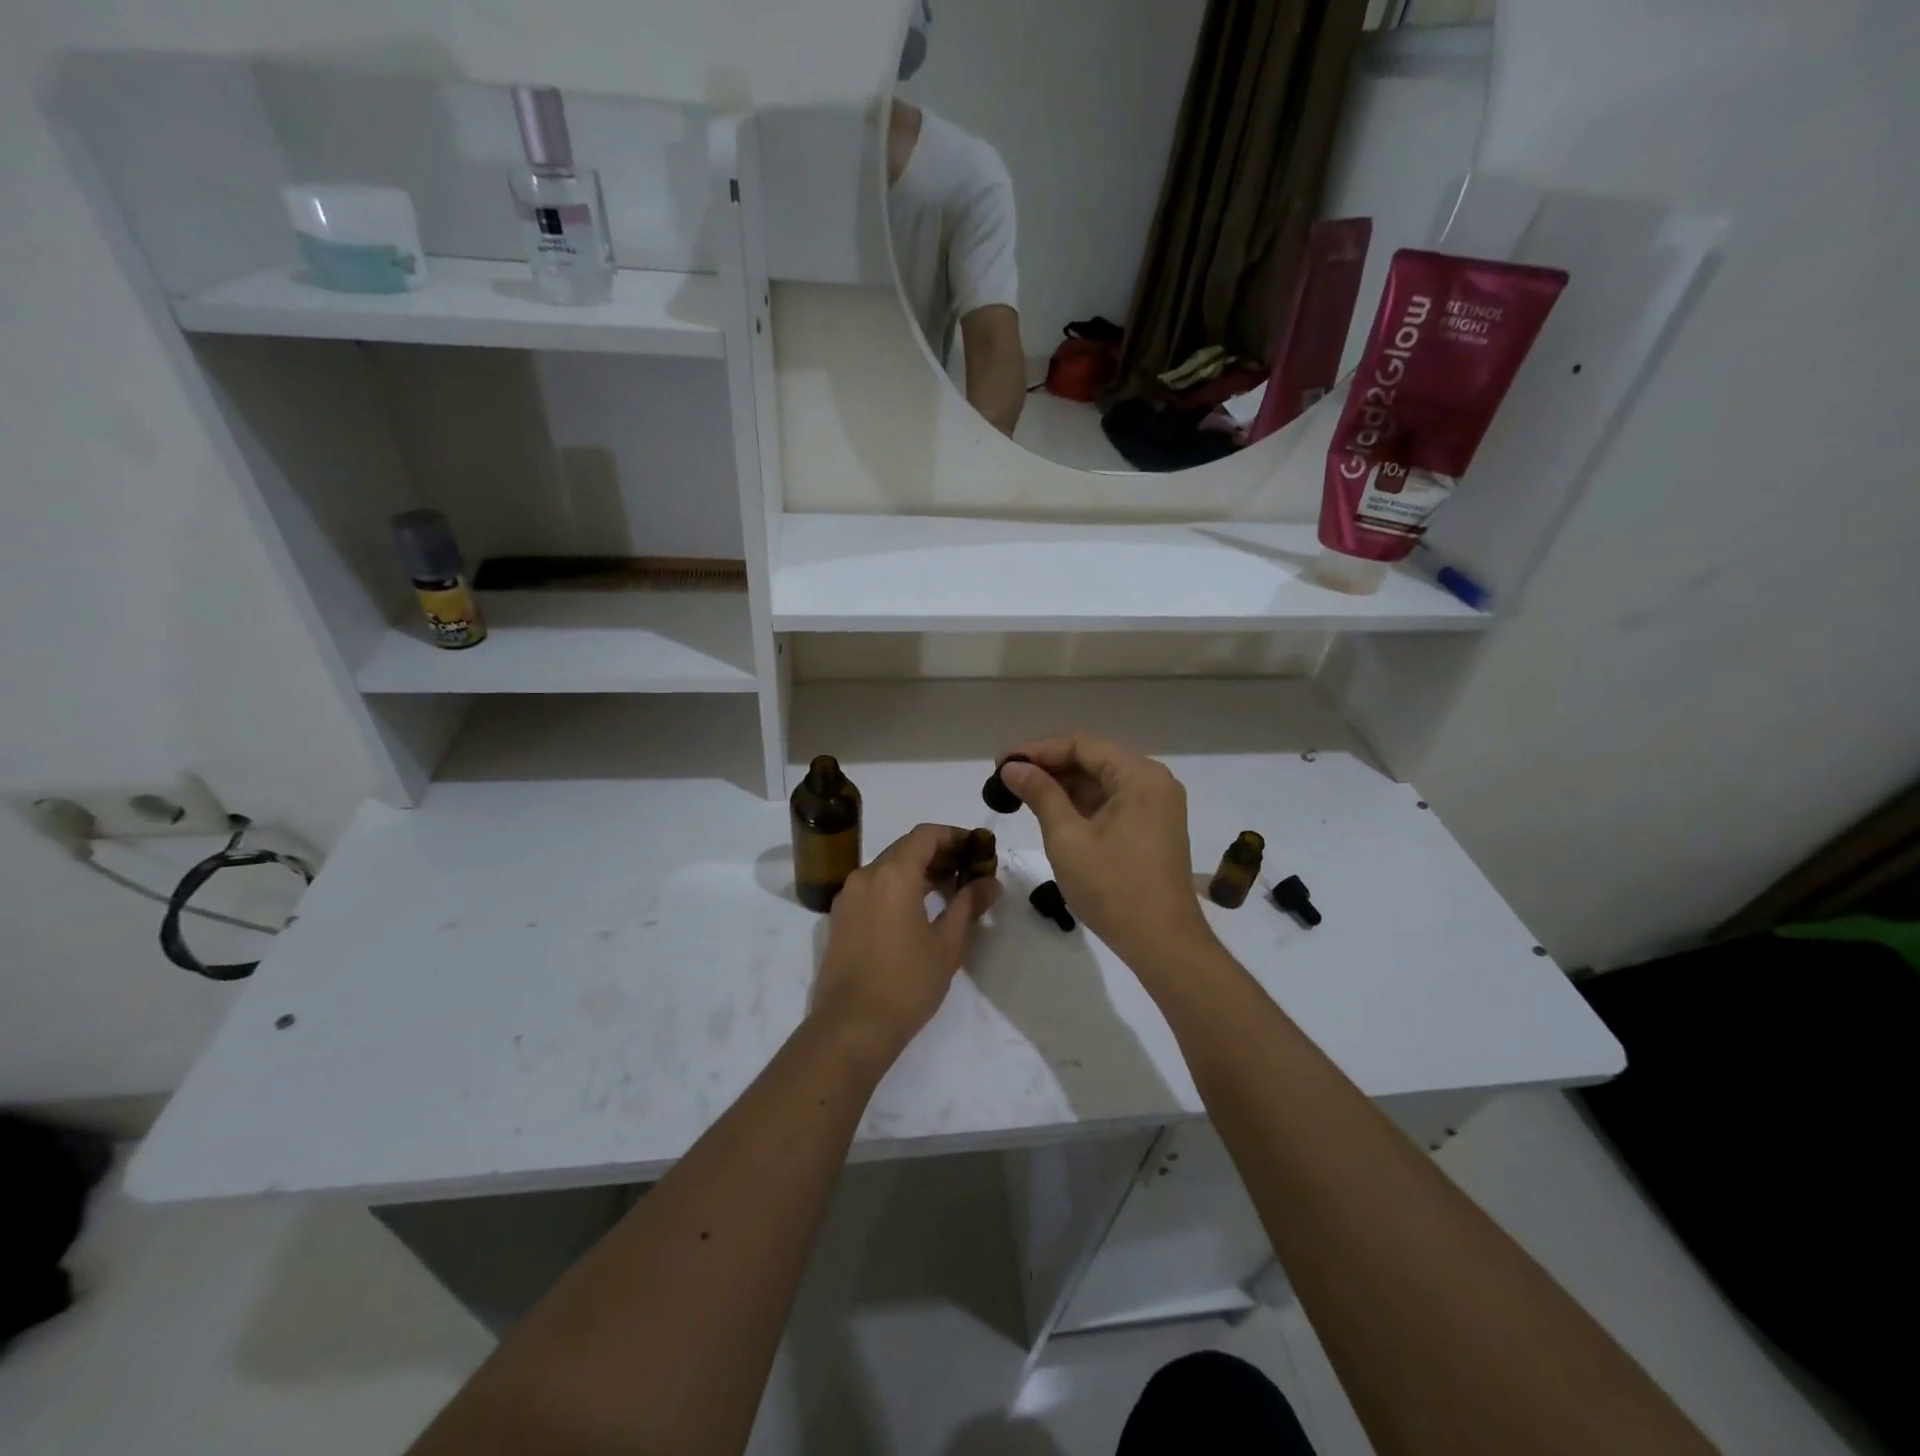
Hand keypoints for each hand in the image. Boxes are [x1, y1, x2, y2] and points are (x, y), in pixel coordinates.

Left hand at [810, 823, 1000, 1068]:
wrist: (851, 1027)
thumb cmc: (906, 983)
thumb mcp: (947, 944)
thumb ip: (968, 904)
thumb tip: (991, 883)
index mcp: (893, 874)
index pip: (926, 835)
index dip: (954, 836)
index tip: (978, 849)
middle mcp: (866, 875)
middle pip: (905, 848)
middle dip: (939, 853)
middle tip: (969, 870)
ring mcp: (848, 896)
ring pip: (888, 867)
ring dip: (918, 871)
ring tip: (949, 890)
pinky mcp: (840, 917)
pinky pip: (873, 887)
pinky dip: (897, 887)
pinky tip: (918, 909)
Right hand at [999, 736, 1212, 969]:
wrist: (1162, 943)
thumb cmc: (1113, 888)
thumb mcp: (1067, 838)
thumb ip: (1040, 794)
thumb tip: (1012, 767)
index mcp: (1140, 776)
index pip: (1082, 745)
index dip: (1039, 750)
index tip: (1003, 763)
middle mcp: (1154, 782)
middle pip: (1094, 759)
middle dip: (1049, 766)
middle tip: (1007, 778)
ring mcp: (1156, 806)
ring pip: (1101, 781)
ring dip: (1063, 785)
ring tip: (1021, 793)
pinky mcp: (1152, 827)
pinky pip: (1112, 802)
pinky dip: (1081, 804)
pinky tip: (1050, 810)